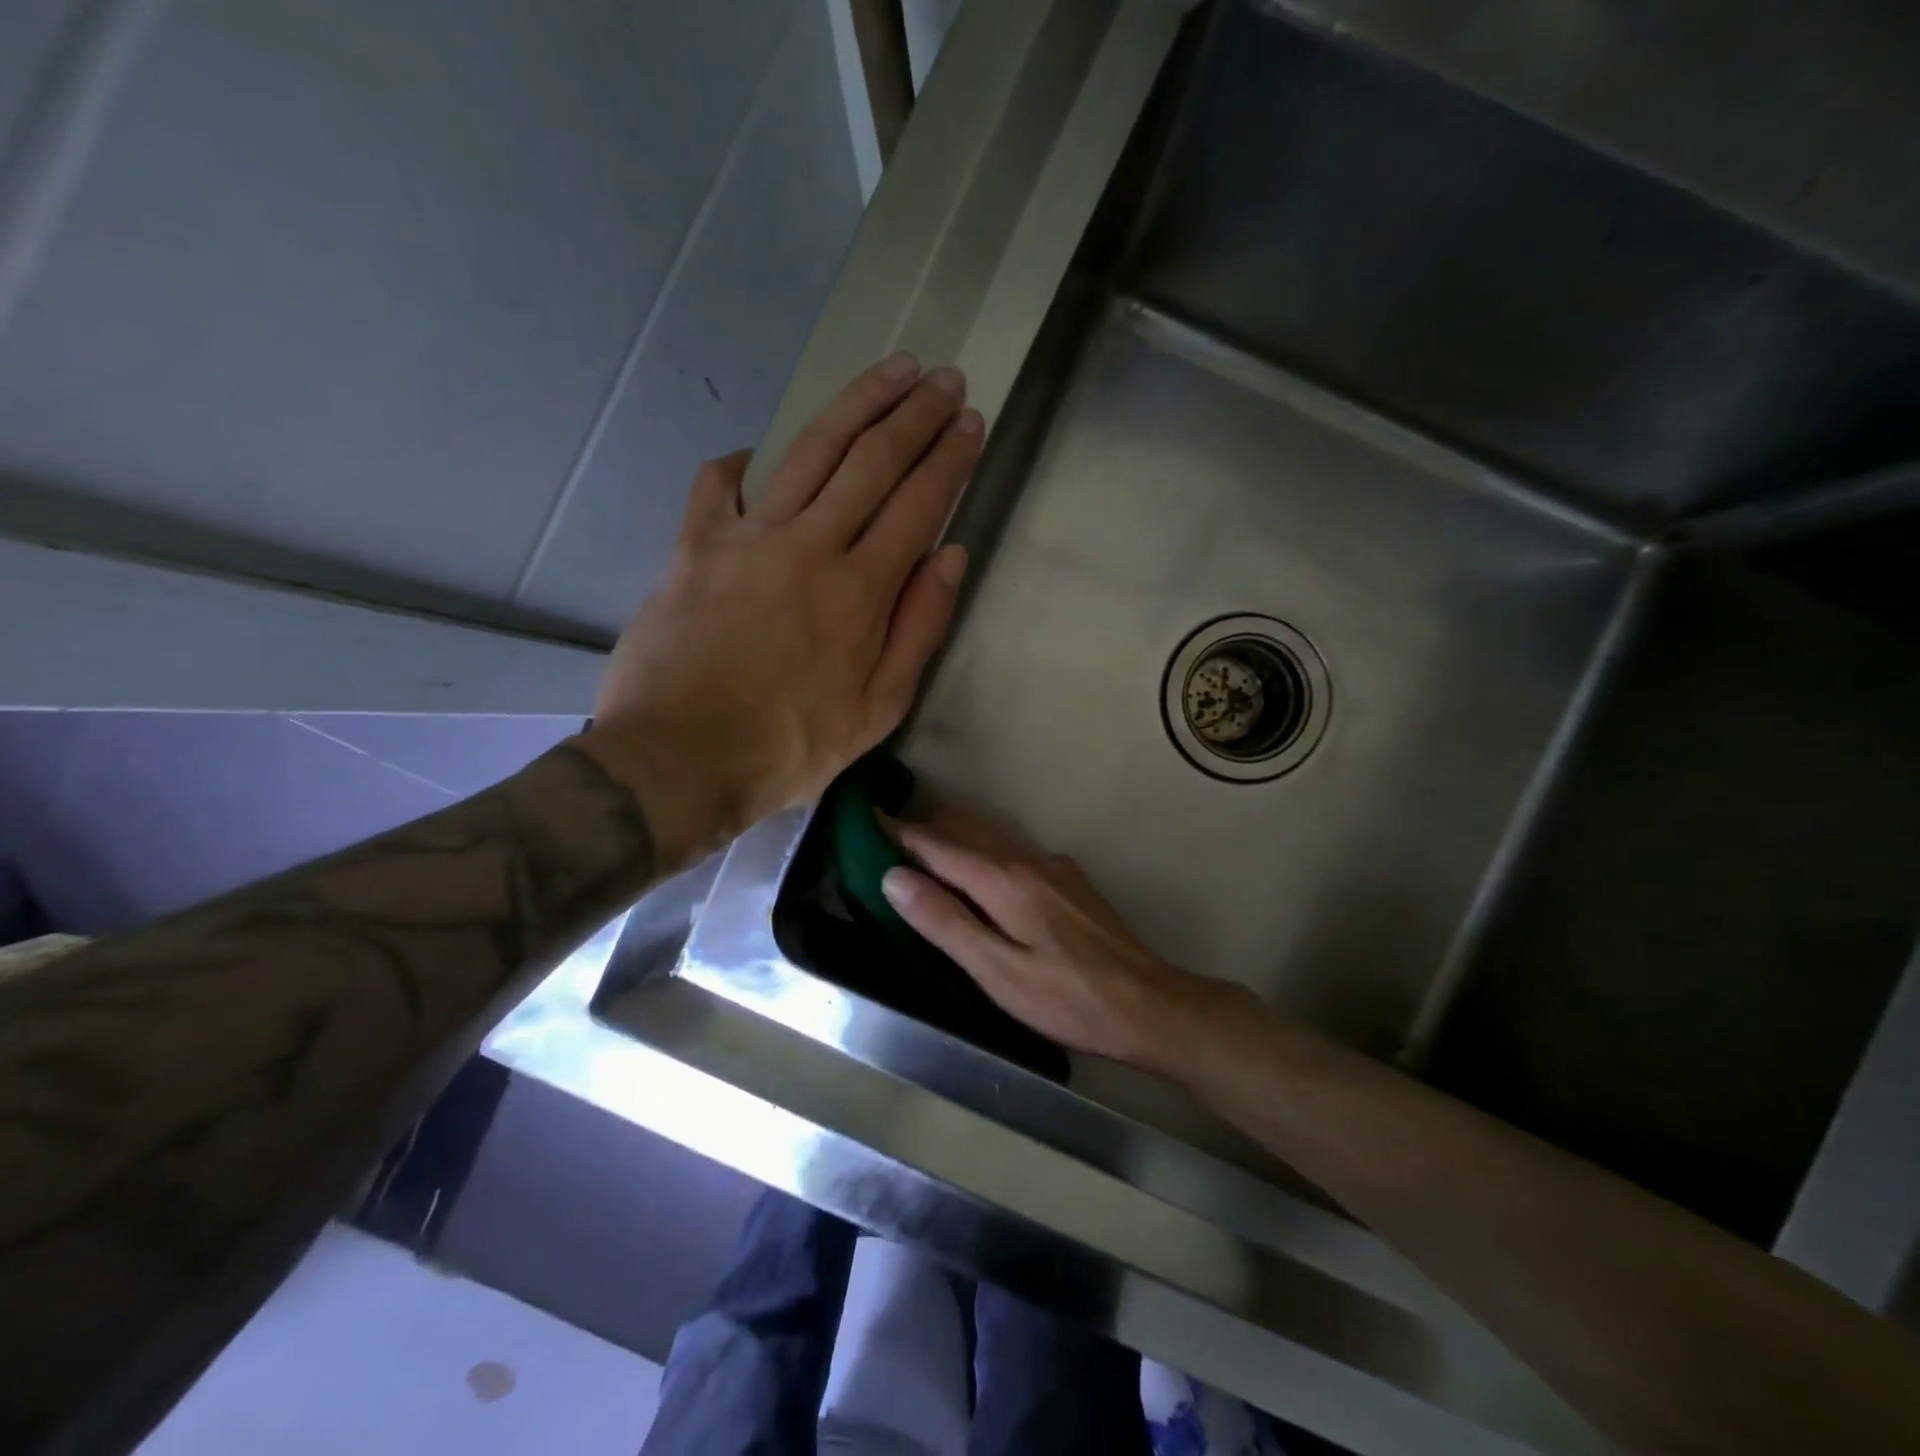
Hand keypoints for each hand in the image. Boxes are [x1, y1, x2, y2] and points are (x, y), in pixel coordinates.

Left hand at [579, 355, 977, 867]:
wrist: (678, 761)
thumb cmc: (788, 748)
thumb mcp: (877, 711)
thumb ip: (918, 629)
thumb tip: (949, 556)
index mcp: (860, 591)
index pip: (918, 504)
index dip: (949, 458)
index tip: (971, 421)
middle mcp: (809, 546)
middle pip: (871, 461)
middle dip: (914, 414)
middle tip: (943, 377)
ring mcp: (746, 539)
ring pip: (810, 451)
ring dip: (856, 404)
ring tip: (890, 371)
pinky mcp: (694, 546)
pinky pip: (718, 485)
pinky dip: (742, 462)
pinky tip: (758, 451)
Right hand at [880, 804, 1228, 1069]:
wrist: (1148, 1004)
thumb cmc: (1066, 998)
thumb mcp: (996, 971)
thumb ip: (945, 922)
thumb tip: (893, 876)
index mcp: (1003, 878)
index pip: (936, 843)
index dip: (897, 832)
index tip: (863, 823)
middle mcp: (1026, 858)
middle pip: (962, 831)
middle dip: (922, 832)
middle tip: (884, 847)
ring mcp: (1051, 866)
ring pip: (988, 839)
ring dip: (952, 843)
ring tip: (921, 862)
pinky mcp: (1067, 880)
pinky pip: (1011, 854)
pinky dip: (980, 857)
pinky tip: (977, 884)